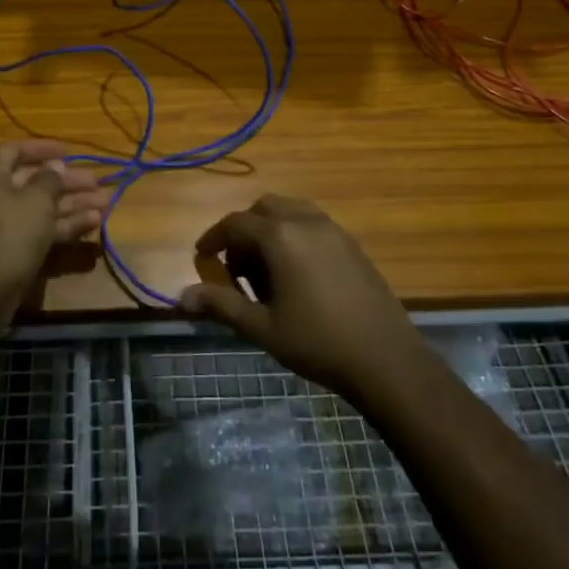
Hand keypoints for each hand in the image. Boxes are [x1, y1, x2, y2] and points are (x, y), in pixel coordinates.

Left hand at [0, 140, 105, 310]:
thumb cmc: (9, 231)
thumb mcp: (37, 200)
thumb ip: (50, 179)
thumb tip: (55, 167)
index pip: (14, 150)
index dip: (43, 148)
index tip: (69, 151)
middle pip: (30, 181)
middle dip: (66, 183)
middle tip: (97, 183)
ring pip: (36, 208)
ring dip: (70, 205)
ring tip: (106, 204)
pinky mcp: (3, 251)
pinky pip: (33, 230)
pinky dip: (59, 226)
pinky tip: (92, 224)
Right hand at [179, 195, 427, 402]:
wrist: (386, 359)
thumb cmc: (317, 343)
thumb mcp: (262, 327)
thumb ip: (221, 306)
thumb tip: (181, 297)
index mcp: (280, 236)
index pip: (235, 224)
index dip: (213, 239)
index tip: (202, 257)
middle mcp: (305, 220)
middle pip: (263, 209)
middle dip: (244, 231)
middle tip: (237, 267)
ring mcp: (332, 229)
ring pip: (290, 212)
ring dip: (270, 230)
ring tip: (267, 270)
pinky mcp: (351, 243)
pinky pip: (312, 223)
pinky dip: (294, 235)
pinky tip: (297, 275)